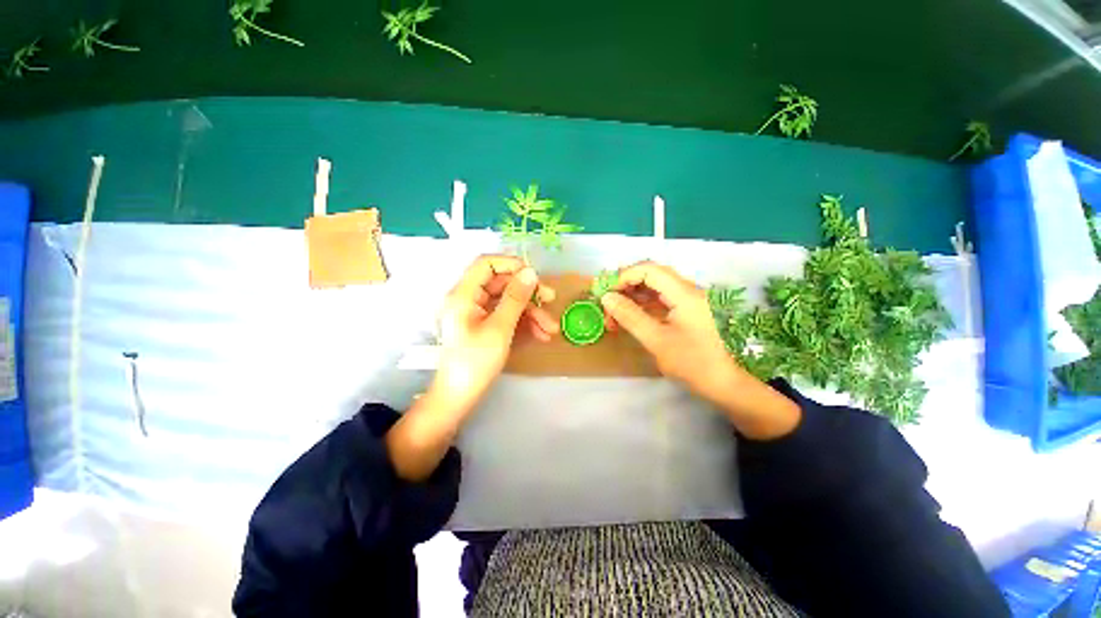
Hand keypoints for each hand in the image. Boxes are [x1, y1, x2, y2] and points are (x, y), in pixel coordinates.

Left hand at [433, 255, 558, 414]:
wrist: (459, 398)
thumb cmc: (475, 363)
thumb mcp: (500, 328)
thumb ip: (515, 298)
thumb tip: (531, 272)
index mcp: (464, 294)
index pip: (486, 264)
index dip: (511, 265)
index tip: (534, 276)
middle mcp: (469, 299)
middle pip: (502, 283)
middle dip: (528, 293)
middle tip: (551, 300)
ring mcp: (477, 313)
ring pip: (508, 301)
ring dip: (531, 312)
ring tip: (551, 329)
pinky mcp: (485, 325)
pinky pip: (506, 315)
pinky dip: (524, 323)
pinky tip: (541, 335)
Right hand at [600, 261, 735, 401]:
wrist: (724, 385)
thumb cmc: (692, 363)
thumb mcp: (656, 340)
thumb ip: (630, 316)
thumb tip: (607, 297)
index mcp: (685, 294)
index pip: (649, 269)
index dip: (624, 276)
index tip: (607, 294)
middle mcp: (688, 290)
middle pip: (651, 276)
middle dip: (626, 287)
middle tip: (607, 305)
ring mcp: (689, 300)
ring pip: (654, 288)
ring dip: (632, 298)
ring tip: (614, 315)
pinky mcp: (687, 311)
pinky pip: (660, 300)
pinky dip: (642, 306)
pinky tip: (629, 318)